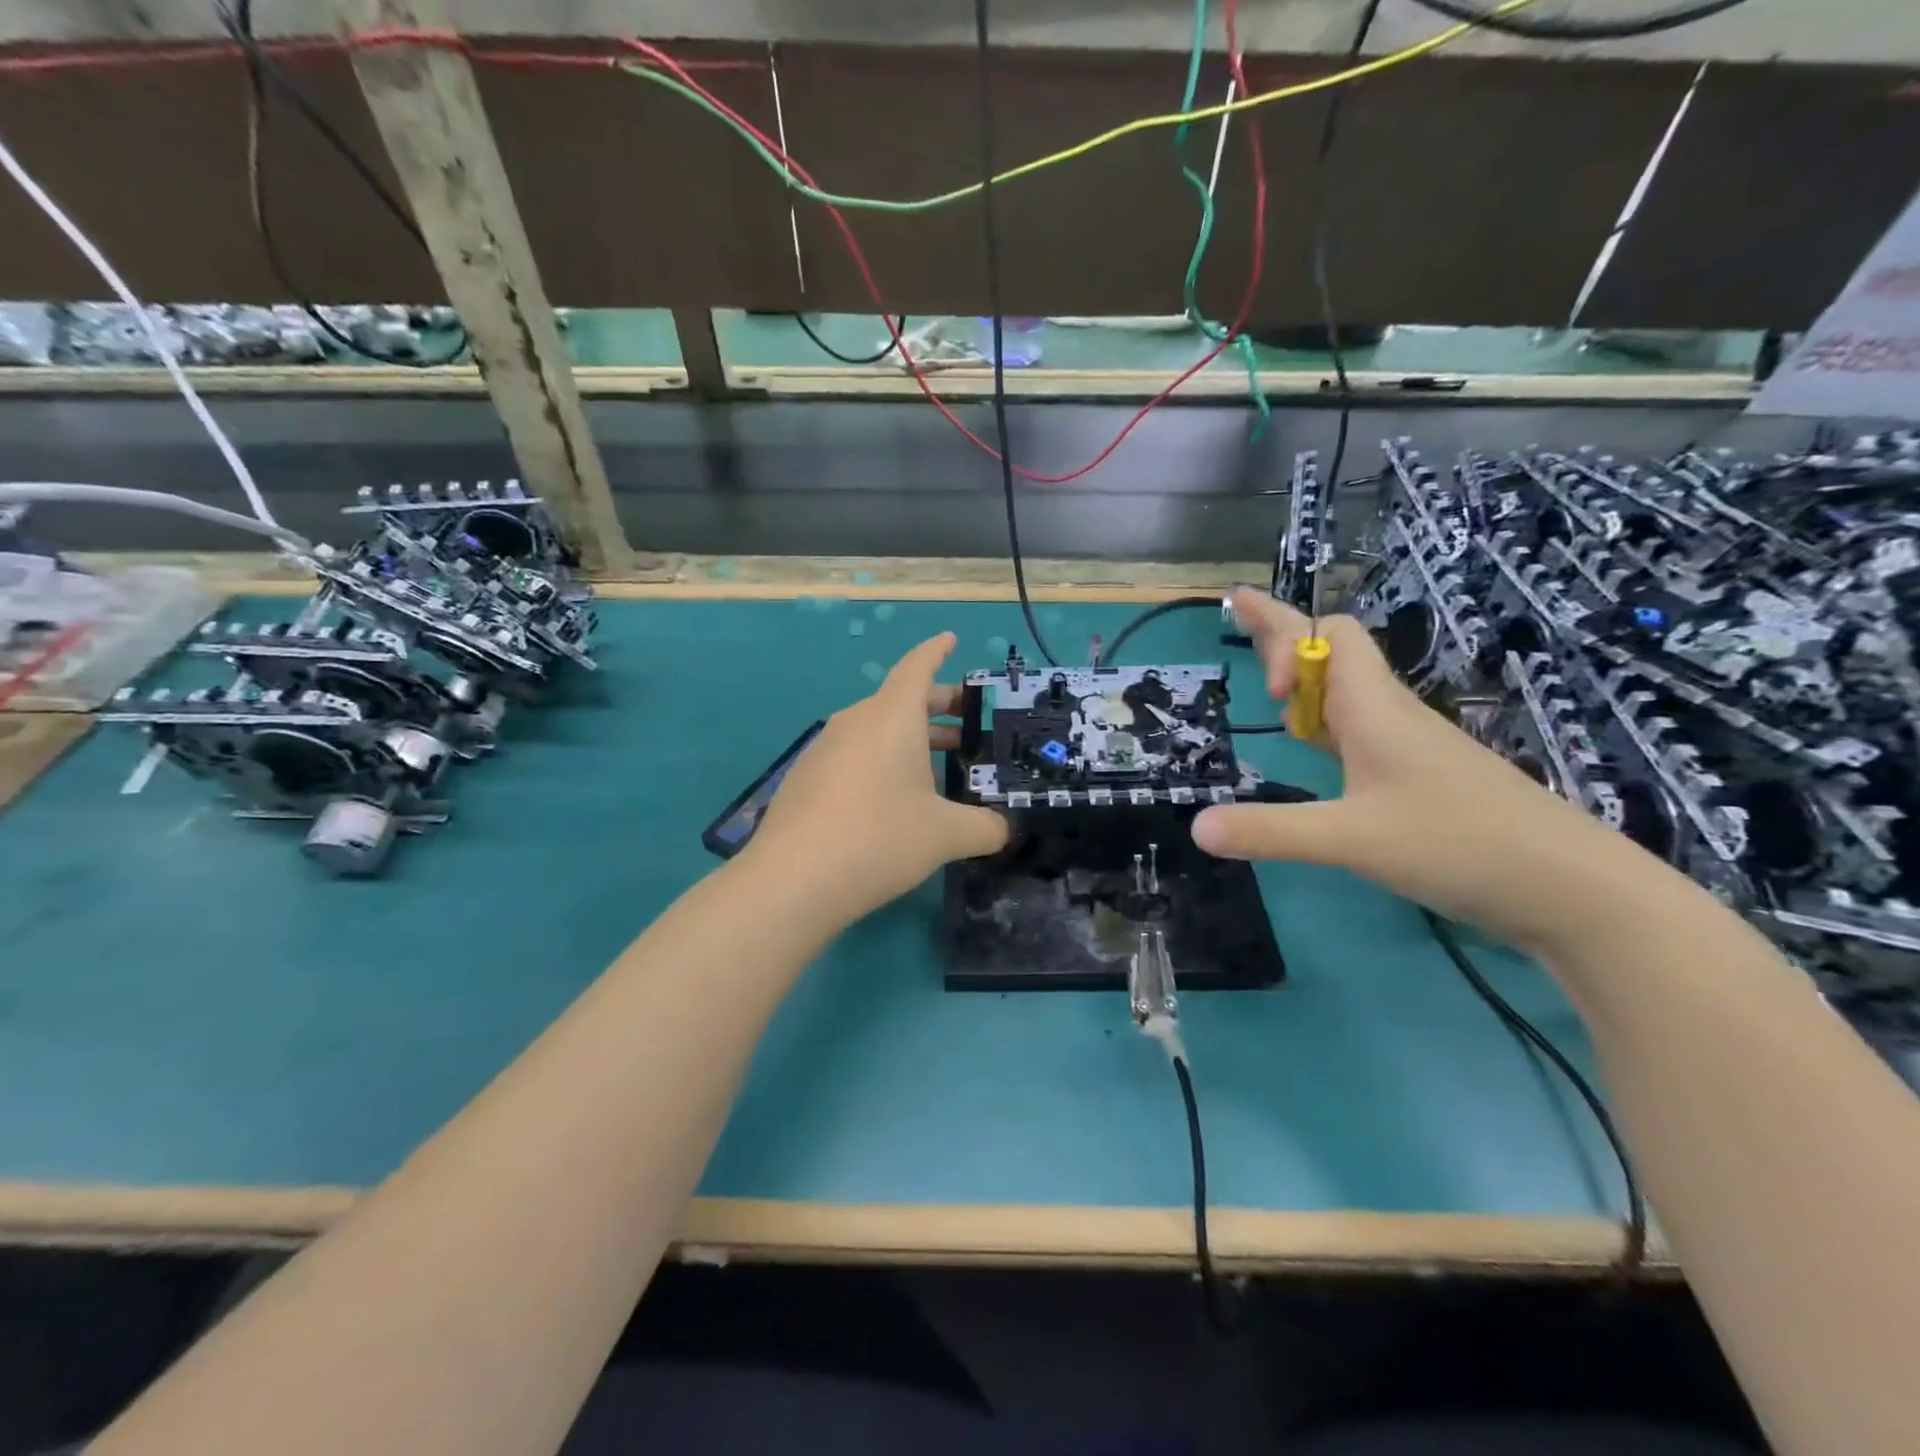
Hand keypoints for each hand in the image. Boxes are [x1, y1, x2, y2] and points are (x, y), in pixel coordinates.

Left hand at [743, 633, 1009, 926]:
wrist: (792, 881)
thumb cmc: (879, 838)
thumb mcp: (946, 835)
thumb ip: (985, 828)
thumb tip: (1003, 830)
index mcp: (891, 717)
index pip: (917, 667)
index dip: (937, 651)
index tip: (950, 639)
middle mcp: (855, 722)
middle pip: (900, 700)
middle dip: (938, 707)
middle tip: (969, 725)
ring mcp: (825, 749)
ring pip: (877, 730)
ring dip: (911, 740)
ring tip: (940, 766)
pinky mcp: (807, 778)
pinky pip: (854, 755)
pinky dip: (882, 762)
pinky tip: (895, 799)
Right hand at [1192, 588, 1663, 952]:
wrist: (1571, 888)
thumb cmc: (1459, 844)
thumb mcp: (1351, 840)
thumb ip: (1271, 831)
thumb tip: (1196, 827)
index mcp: (1374, 708)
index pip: (1327, 635)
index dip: (1283, 636)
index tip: (1263, 689)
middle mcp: (1389, 715)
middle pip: (1332, 651)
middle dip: (1282, 633)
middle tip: (1239, 617)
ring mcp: (1408, 747)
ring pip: (1346, 690)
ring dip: (1304, 678)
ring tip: (1267, 685)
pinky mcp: (1420, 778)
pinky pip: (1360, 728)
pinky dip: (1325, 723)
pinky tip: (1316, 747)